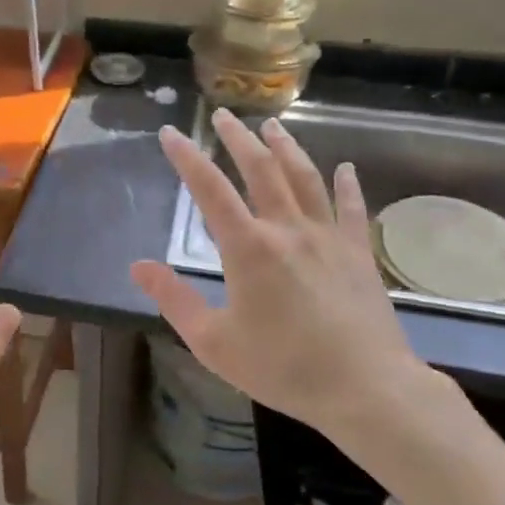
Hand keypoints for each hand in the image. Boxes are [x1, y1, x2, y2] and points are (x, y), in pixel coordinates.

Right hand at [130, 109, 462, 451]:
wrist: (366, 390)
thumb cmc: (283, 369)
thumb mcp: (214, 343)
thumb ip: (175, 300)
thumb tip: (138, 266)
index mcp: (249, 248)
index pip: (210, 189)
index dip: (186, 158)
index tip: (170, 133)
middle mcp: (288, 229)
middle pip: (261, 169)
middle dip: (238, 138)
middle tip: (223, 114)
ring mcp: (328, 237)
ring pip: (305, 178)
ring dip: (286, 148)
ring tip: (272, 126)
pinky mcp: (358, 253)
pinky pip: (352, 209)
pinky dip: (347, 185)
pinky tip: (345, 168)